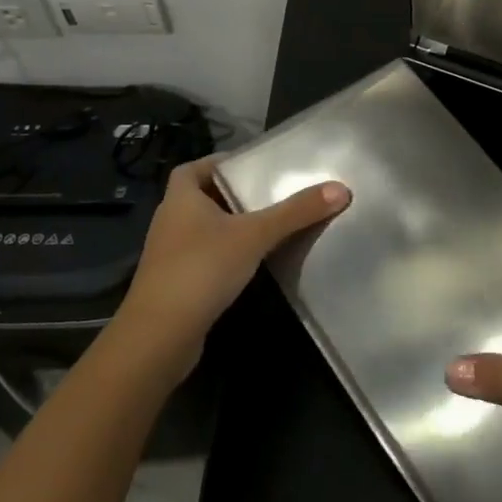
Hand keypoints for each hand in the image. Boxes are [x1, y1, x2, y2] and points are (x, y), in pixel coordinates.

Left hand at [113, 155, 348, 373]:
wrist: (159, 338)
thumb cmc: (202, 270)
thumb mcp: (255, 235)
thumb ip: (296, 212)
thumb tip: (342, 188)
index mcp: (180, 198)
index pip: (193, 168)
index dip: (218, 163)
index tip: (251, 167)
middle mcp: (170, 221)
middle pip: (202, 198)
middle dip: (232, 195)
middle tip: (270, 194)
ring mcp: (169, 256)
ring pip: (203, 230)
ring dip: (230, 227)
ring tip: (269, 226)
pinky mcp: (175, 285)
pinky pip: (204, 258)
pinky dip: (225, 256)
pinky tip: (251, 264)